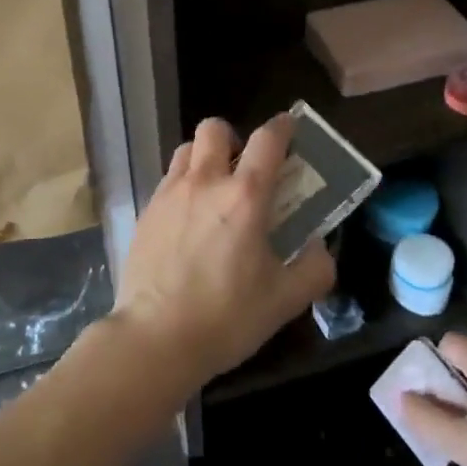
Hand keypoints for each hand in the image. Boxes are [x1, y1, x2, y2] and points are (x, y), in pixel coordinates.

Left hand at [111, 114, 334, 390]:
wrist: (155, 338)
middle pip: (214, 129)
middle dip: (233, 137)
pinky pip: (167, 181)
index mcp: (245, 197)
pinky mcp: (146, 213)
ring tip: (214, 189)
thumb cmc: (226, 317)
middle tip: (244, 167)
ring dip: (204, 157)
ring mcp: (169, 195)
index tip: (290, 128)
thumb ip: (314, 269)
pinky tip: (189, 220)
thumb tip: (320, 248)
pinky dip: (183, 185)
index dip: (282, 127)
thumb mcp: (285, 301)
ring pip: (186, 150)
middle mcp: (204, 183)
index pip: (267, 140)